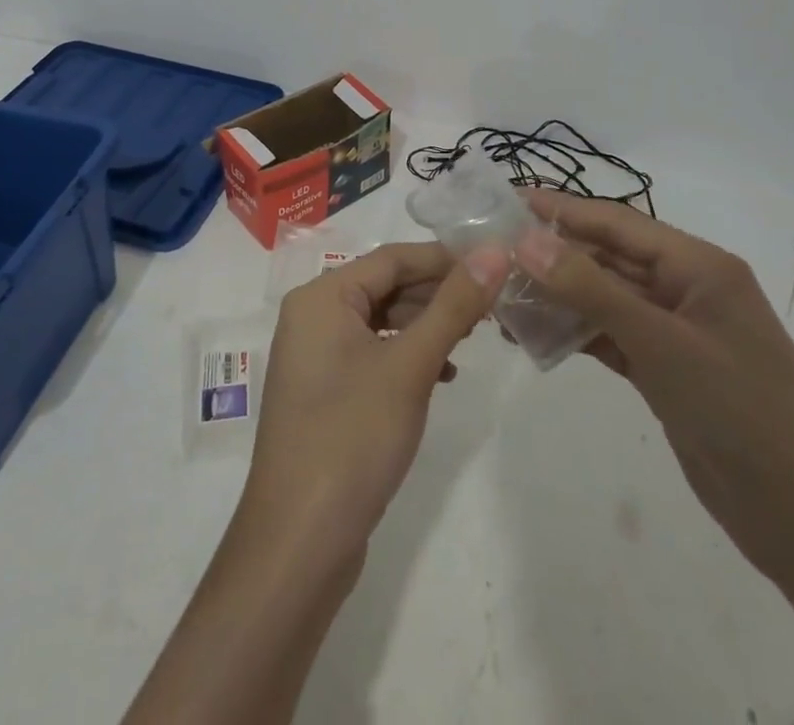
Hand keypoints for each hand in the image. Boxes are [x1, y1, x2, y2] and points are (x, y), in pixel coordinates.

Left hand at [242, 241, 508, 569]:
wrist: (299, 541)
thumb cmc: (352, 437)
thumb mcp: (410, 366)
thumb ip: (453, 306)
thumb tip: (494, 251)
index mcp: (321, 296)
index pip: (392, 258)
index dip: (444, 258)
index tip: (495, 264)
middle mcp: (313, 316)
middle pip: (385, 286)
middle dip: (437, 293)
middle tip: (492, 305)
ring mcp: (315, 356)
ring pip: (380, 321)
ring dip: (426, 325)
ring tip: (474, 336)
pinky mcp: (325, 391)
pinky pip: (372, 353)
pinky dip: (407, 355)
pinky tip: (443, 374)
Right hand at [515, 194, 793, 724]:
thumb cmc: (744, 415)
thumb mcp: (663, 344)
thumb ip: (591, 288)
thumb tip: (526, 239)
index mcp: (700, 267)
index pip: (618, 222)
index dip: (561, 209)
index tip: (507, 201)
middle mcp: (687, 290)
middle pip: (608, 258)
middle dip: (552, 254)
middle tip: (491, 253)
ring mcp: (677, 333)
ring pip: (605, 298)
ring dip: (558, 297)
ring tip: (501, 297)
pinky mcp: (667, 372)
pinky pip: (611, 337)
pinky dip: (575, 333)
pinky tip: (534, 335)